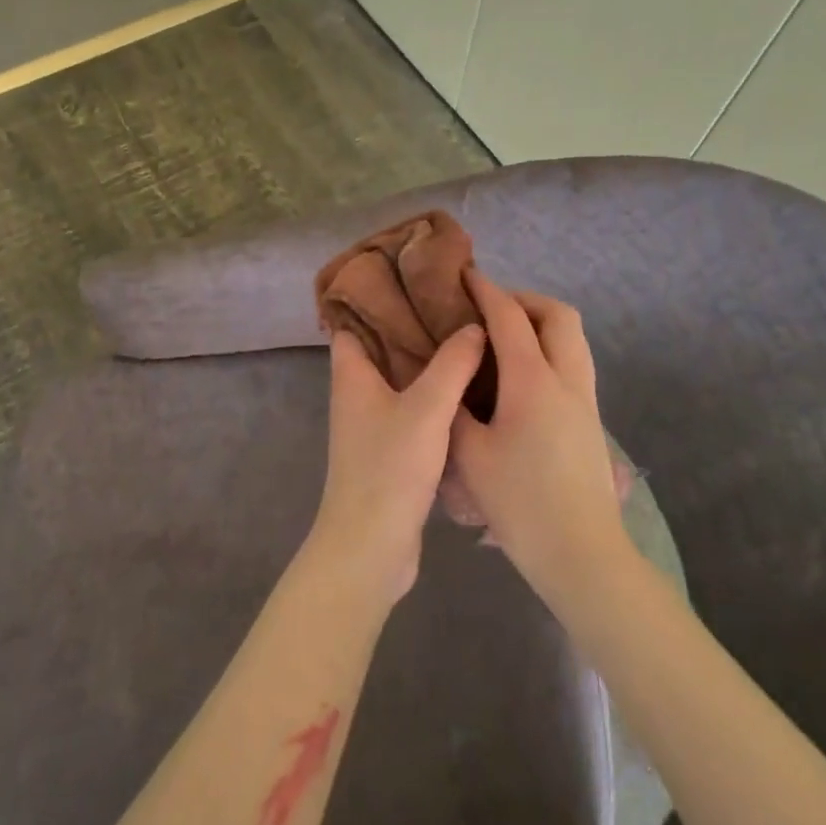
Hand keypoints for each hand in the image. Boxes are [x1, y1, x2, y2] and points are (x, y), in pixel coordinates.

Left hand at [308, 324, 486, 604]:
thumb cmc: (389, 469)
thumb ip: (452, 364)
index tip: (409, 277)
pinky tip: (467, 389)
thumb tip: (474, 325)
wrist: (371, 547)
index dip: (373, 296)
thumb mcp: (426, 408)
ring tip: (466, 337)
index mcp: (351, 375)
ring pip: (398, 379)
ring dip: (425, 360)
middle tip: (452, 304)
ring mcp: (371, 425)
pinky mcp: (389, 451)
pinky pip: (411, 408)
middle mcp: (356, 395)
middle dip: (409, 325)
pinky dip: (432, 394)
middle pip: (379, 347)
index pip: (351, 322)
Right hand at [451, 271, 630, 603]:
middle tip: (490, 310)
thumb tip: (449, 383)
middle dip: (525, 300)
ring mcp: (585, 399)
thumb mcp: (469, 455)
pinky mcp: (591, 420)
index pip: (509, 318)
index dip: (486, 291)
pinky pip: (574, 362)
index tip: (465, 276)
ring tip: (505, 338)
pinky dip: (551, 349)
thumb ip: (454, 410)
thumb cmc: (520, 503)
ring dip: (542, 323)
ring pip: (573, 338)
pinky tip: (521, 378)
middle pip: (558, 315)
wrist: (581, 553)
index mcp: (533, 380)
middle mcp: (567, 379)